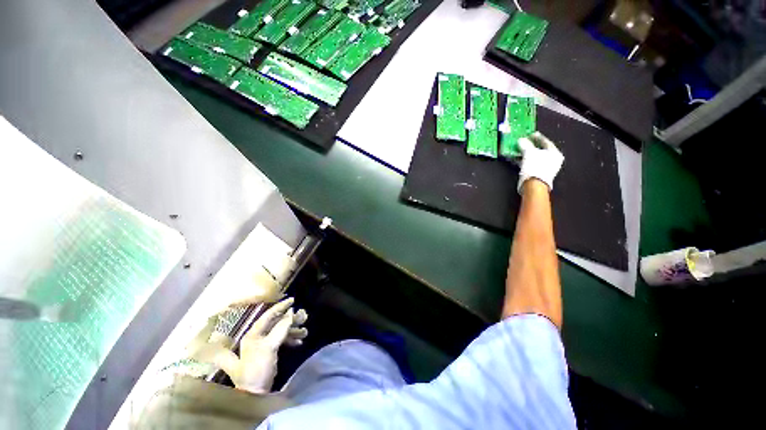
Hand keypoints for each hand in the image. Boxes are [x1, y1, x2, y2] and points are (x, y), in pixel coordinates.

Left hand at [186, 297, 307, 393]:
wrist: (254, 394)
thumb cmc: (258, 368)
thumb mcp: (269, 347)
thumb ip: (281, 329)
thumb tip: (291, 312)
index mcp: (253, 334)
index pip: (268, 316)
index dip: (280, 307)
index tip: (293, 300)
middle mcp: (257, 337)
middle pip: (276, 323)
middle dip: (290, 320)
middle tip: (304, 317)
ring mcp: (263, 345)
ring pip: (280, 332)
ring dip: (293, 330)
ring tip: (305, 332)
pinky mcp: (268, 353)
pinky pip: (281, 341)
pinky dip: (290, 339)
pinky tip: (299, 342)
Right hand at [517, 132, 563, 192]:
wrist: (533, 186)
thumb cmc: (535, 167)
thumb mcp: (529, 152)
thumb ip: (525, 144)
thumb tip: (521, 140)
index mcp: (555, 153)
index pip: (545, 142)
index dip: (537, 137)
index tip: (529, 135)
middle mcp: (552, 160)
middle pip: (539, 150)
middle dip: (529, 146)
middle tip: (522, 143)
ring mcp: (545, 168)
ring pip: (533, 158)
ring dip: (524, 154)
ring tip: (516, 151)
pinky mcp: (537, 174)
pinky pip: (530, 164)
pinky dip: (524, 161)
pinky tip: (516, 159)